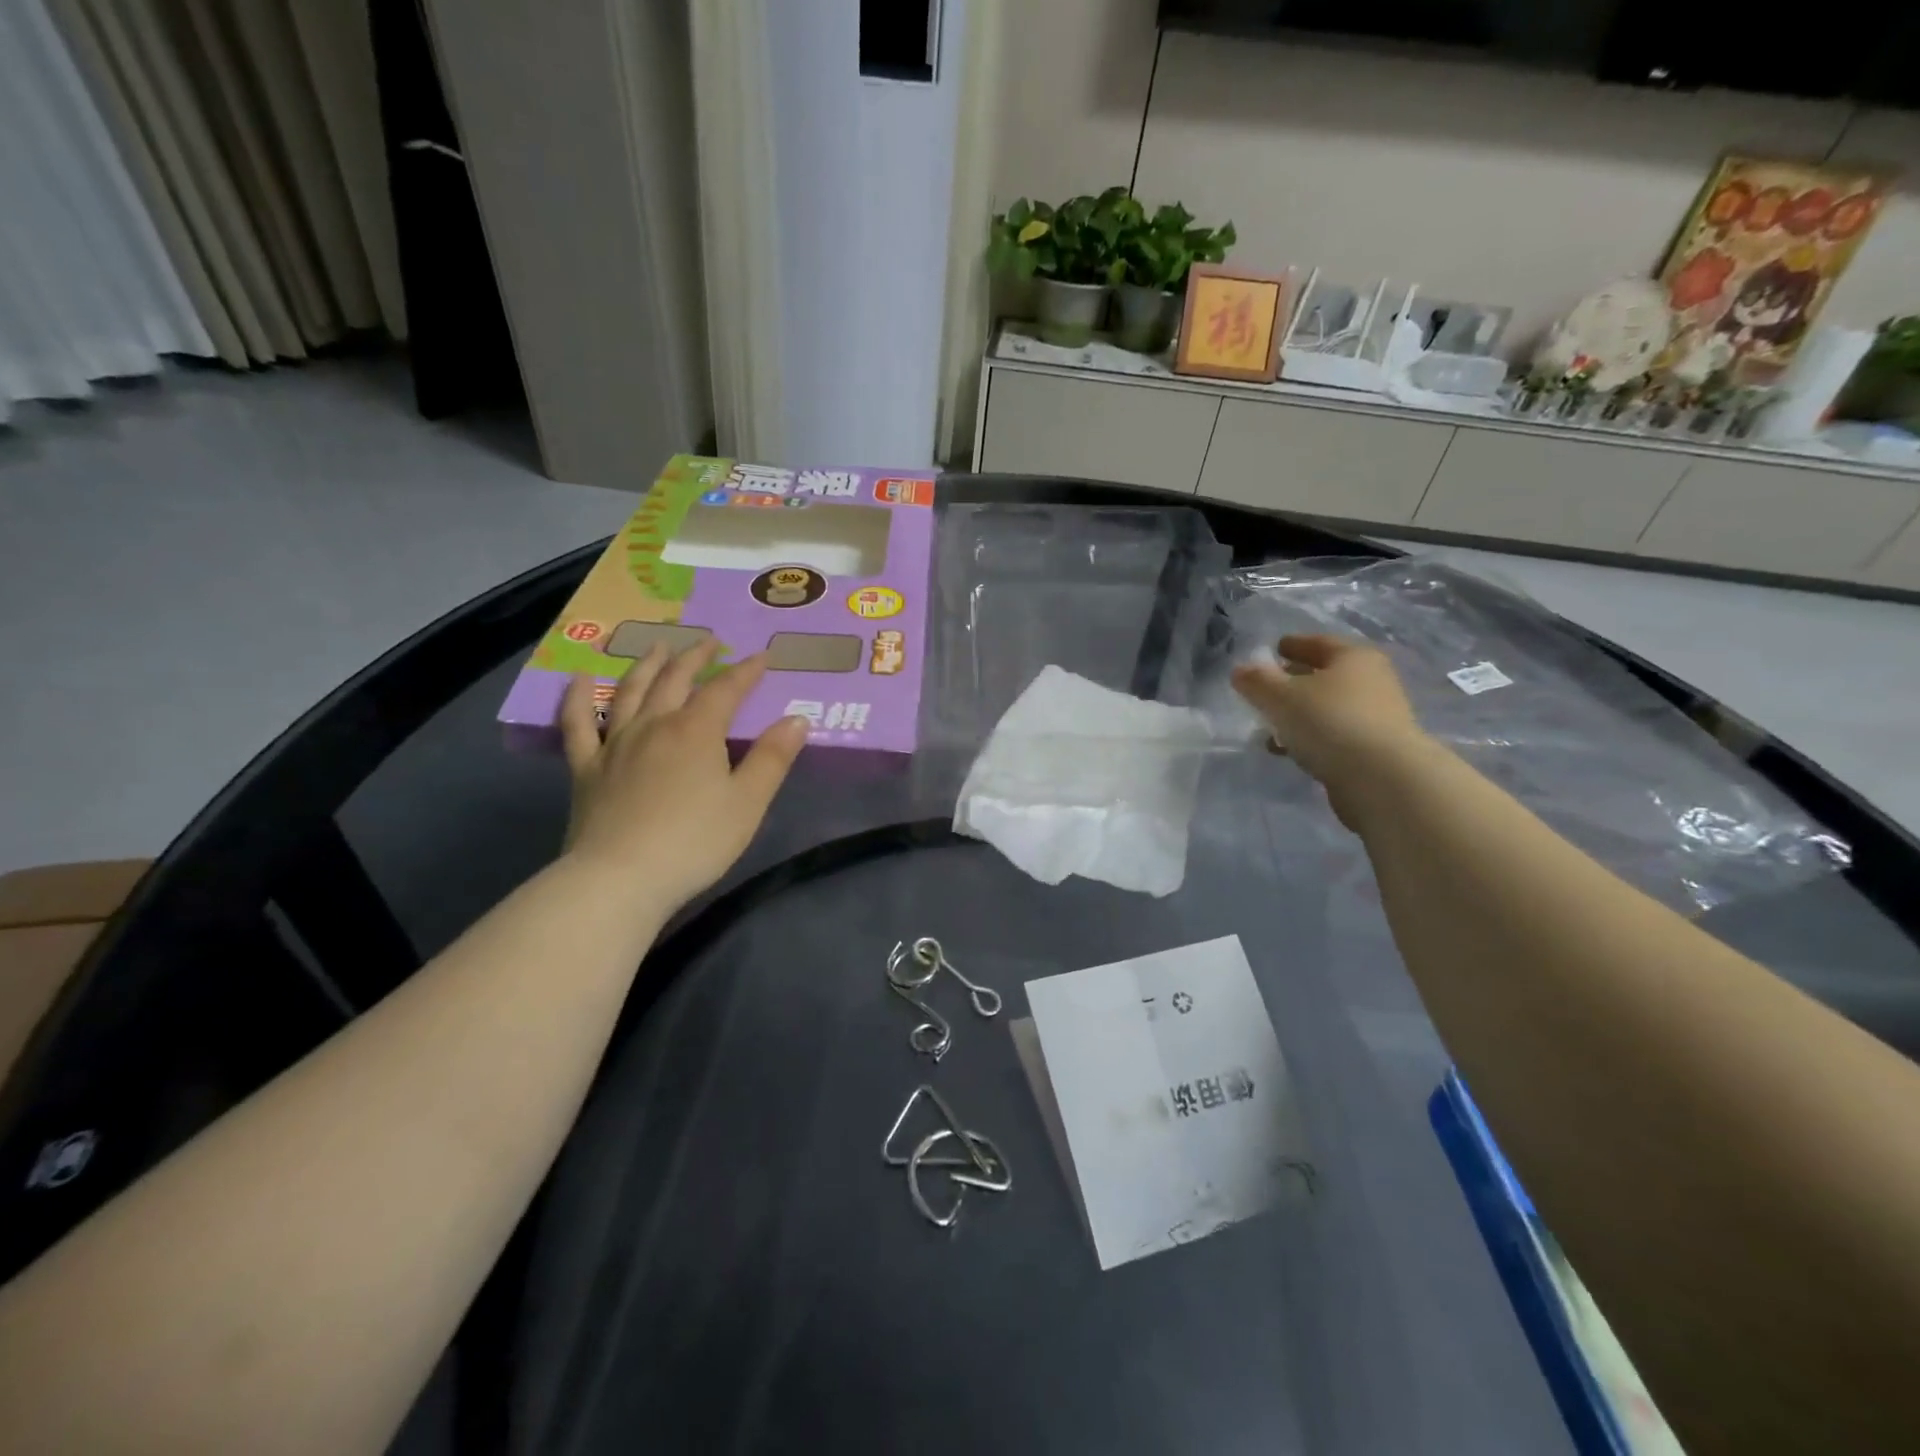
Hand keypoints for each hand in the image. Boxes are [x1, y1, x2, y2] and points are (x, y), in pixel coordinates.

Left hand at [559, 641, 806, 910]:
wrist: (620, 878)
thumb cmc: (695, 842)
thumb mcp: (748, 803)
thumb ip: (773, 758)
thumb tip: (796, 719)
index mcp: (697, 732)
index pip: (726, 690)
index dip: (746, 671)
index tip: (762, 657)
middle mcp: (655, 725)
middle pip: (675, 681)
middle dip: (695, 657)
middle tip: (709, 641)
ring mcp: (615, 744)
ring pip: (630, 692)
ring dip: (646, 665)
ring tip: (657, 646)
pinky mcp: (586, 769)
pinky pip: (577, 725)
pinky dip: (576, 698)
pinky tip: (578, 679)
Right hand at [1230, 634, 1428, 828]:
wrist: (1382, 779)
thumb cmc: (1330, 722)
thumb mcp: (1281, 697)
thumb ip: (1257, 681)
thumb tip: (1240, 670)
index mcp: (1353, 657)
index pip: (1318, 642)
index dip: (1293, 644)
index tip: (1272, 649)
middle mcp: (1371, 681)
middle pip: (1325, 675)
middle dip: (1294, 680)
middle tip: (1266, 688)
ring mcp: (1376, 717)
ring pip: (1327, 708)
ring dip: (1299, 713)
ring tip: (1269, 725)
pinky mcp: (1373, 749)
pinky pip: (1333, 735)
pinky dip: (1310, 737)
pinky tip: (1288, 750)